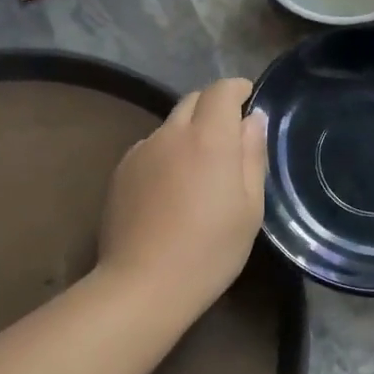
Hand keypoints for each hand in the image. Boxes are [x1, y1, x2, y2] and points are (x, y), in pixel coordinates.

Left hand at [98, 77, 266, 317]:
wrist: (144, 284)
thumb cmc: (210, 250)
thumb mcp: (249, 207)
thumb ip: (252, 156)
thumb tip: (252, 120)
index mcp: (209, 138)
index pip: (221, 90)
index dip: (237, 89)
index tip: (248, 101)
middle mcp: (171, 134)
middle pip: (193, 100)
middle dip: (213, 107)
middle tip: (229, 136)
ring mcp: (141, 151)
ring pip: (170, 125)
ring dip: (188, 131)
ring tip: (199, 169)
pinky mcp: (121, 171)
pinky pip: (150, 148)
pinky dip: (166, 153)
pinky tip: (171, 189)